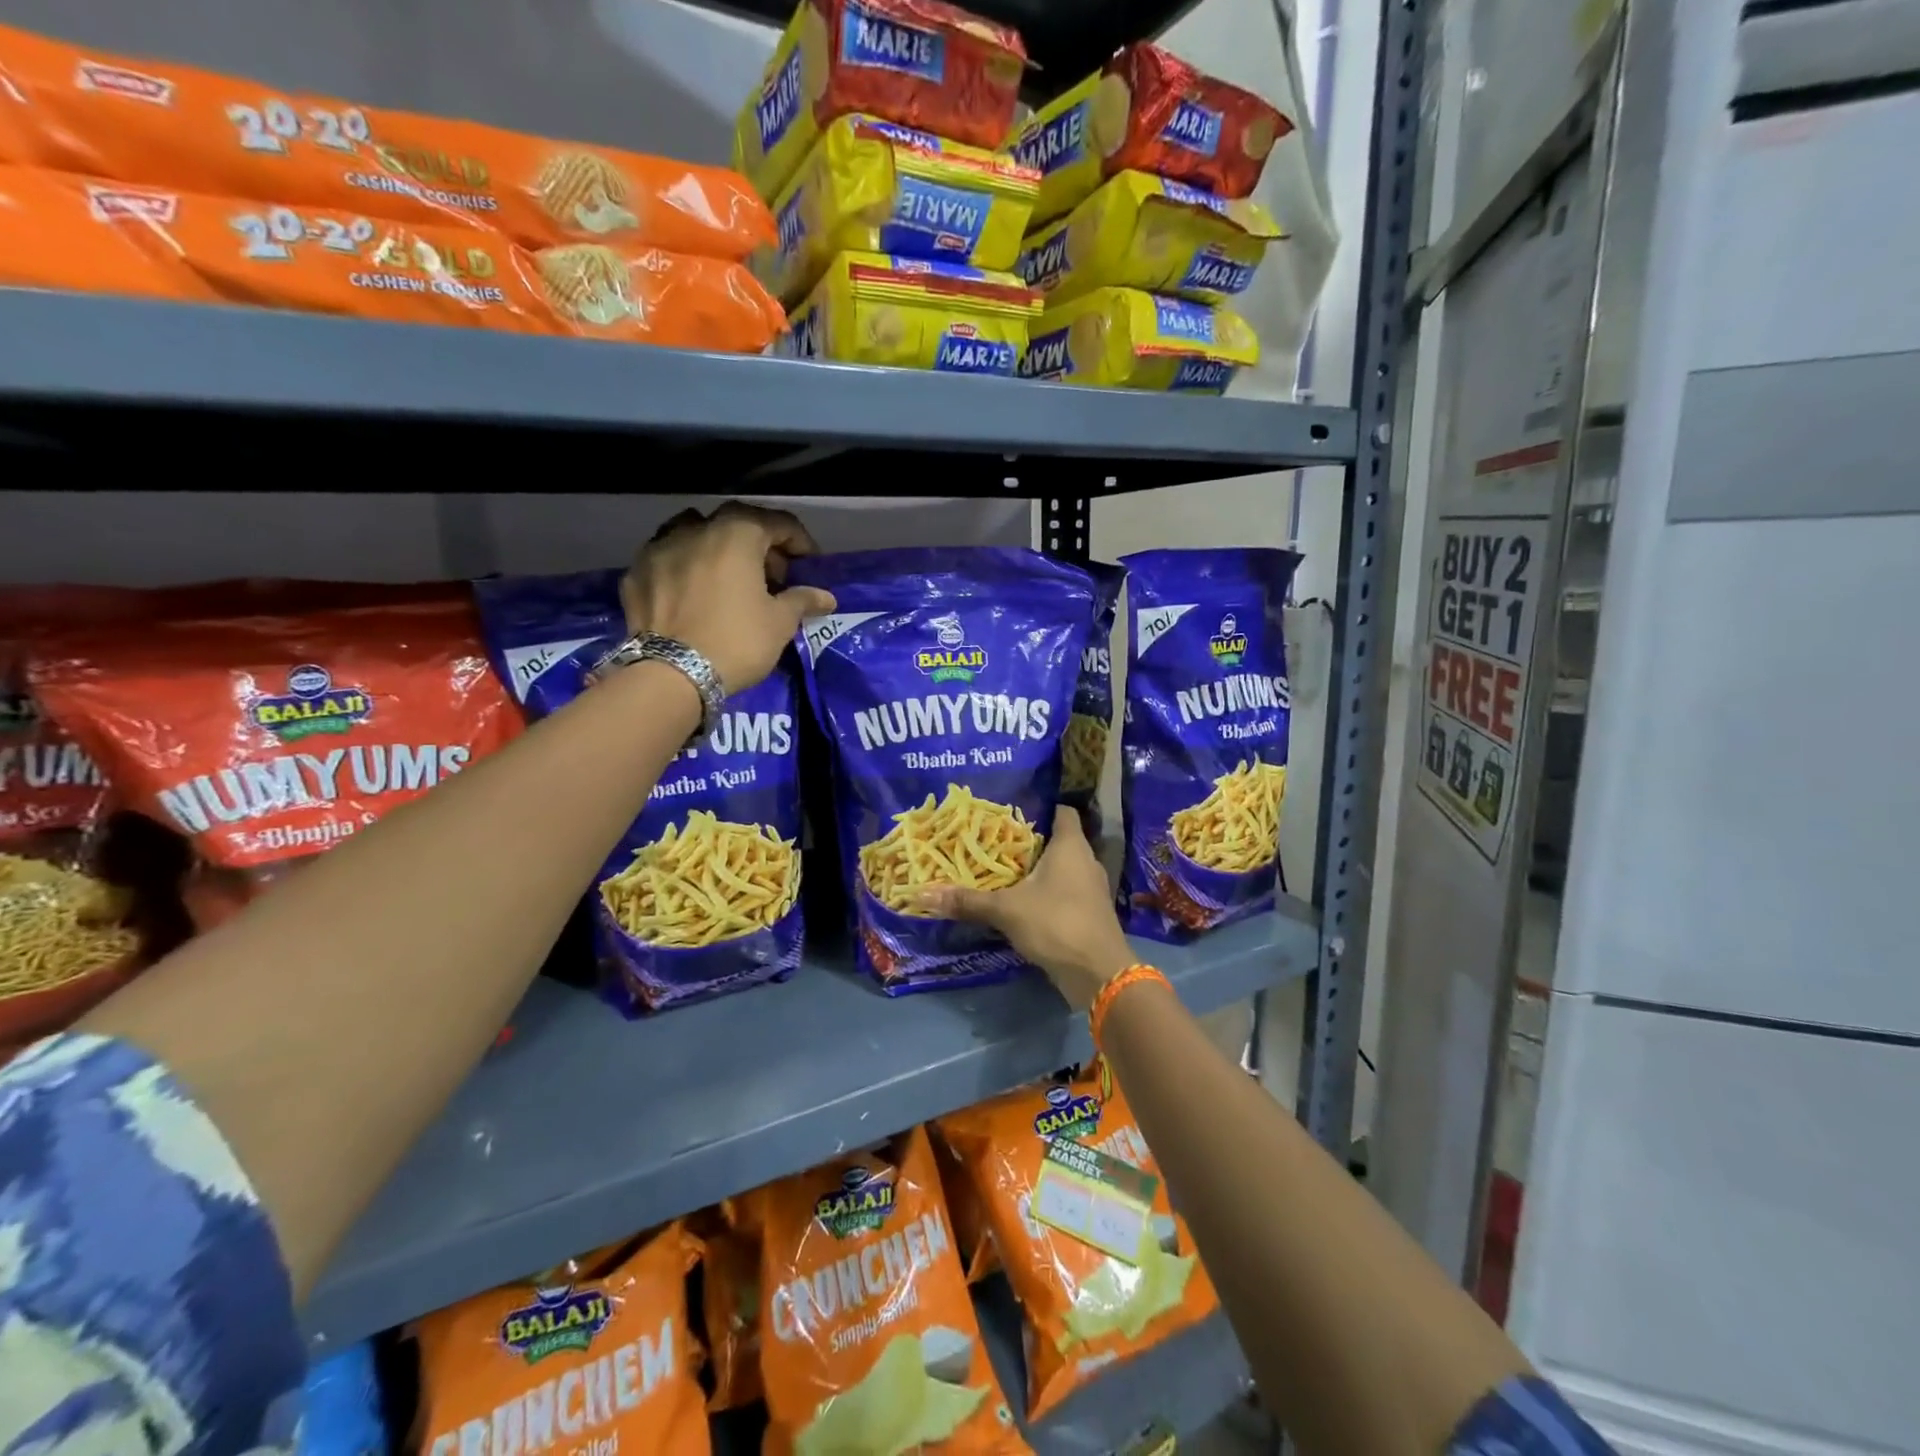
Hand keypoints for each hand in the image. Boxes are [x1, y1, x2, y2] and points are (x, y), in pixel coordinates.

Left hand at [621, 502, 836, 692]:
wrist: (671, 675)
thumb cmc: (737, 641)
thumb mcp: (779, 623)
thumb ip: (801, 600)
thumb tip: (826, 597)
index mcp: (736, 535)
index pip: (777, 522)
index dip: (799, 541)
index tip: (809, 565)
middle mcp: (695, 529)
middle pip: (736, 524)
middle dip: (760, 544)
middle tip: (773, 575)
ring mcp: (659, 548)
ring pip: (695, 533)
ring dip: (717, 548)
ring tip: (729, 578)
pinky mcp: (636, 573)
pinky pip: (669, 559)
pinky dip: (687, 568)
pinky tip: (694, 593)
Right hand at [918, 808, 1135, 1009]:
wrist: (1099, 974)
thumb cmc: (1056, 923)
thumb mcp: (1006, 910)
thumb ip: (968, 901)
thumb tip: (924, 893)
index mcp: (1071, 846)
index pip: (1062, 811)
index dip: (1041, 807)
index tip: (1012, 811)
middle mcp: (1086, 861)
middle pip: (1060, 841)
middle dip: (1031, 842)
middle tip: (997, 843)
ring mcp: (1092, 889)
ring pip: (1063, 869)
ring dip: (1039, 871)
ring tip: (1005, 872)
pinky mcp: (1091, 914)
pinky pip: (1067, 893)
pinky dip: (1048, 894)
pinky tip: (1023, 903)